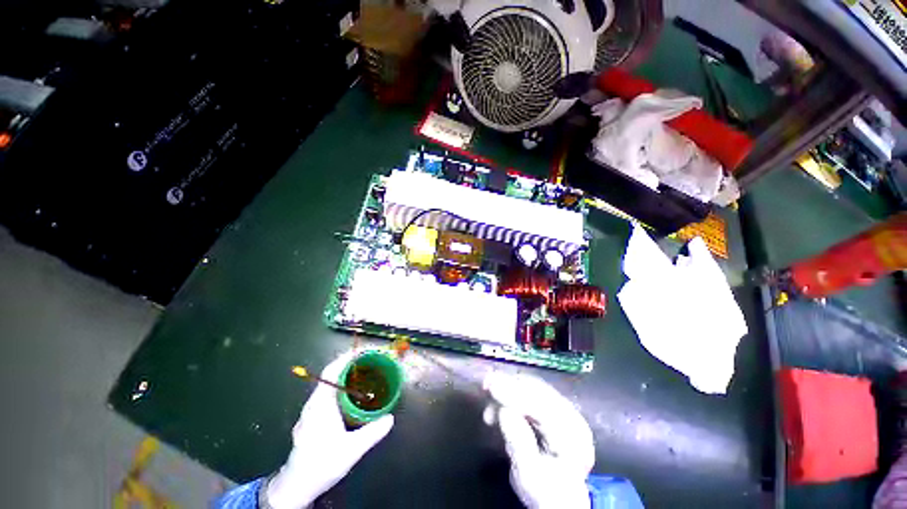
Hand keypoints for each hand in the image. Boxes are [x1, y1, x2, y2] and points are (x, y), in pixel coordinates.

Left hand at [266, 353, 394, 508]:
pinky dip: (341, 387)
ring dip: (345, 376)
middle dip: (349, 364)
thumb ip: (372, 433)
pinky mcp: (311, 419)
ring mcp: (310, 412)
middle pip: (330, 376)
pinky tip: (352, 396)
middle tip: (368, 361)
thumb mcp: (351, 450)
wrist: (295, 486)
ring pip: (328, 386)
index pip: (331, 372)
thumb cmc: (320, 464)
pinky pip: (327, 395)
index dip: (345, 358)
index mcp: (320, 405)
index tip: (361, 350)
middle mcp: (313, 404)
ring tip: (363, 374)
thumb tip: (390, 418)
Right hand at [485, 372, 593, 508]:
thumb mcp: (529, 475)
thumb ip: (519, 443)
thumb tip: (504, 410)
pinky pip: (531, 392)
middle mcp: (571, 417)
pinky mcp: (553, 408)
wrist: (559, 498)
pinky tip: (498, 400)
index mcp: (573, 436)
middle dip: (510, 385)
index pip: (542, 407)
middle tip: (486, 384)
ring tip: (488, 393)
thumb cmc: (545, 491)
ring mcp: (564, 410)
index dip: (515, 394)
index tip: (491, 387)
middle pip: (539, 392)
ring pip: (533, 388)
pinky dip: (512, 392)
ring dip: (509, 387)